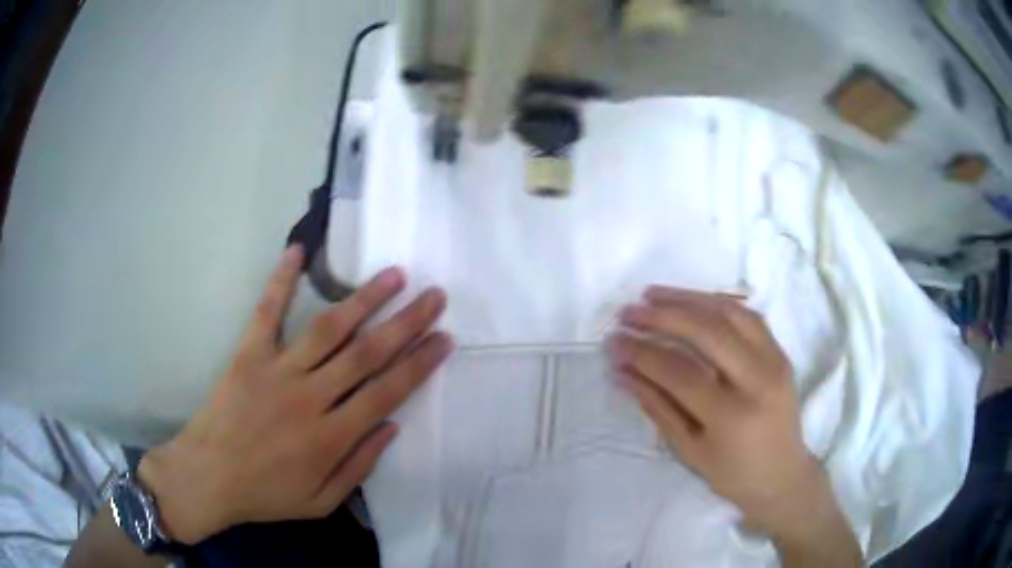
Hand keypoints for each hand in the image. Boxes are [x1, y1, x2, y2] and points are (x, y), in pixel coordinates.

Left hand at [137, 247, 452, 543]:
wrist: (208, 478)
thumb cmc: (266, 494)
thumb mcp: (321, 501)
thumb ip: (360, 466)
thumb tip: (392, 427)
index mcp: (331, 437)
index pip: (387, 392)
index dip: (419, 363)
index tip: (444, 338)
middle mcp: (310, 398)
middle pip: (367, 354)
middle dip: (406, 323)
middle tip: (435, 296)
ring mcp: (277, 371)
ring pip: (329, 329)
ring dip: (364, 299)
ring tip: (394, 274)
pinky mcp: (248, 355)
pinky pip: (266, 312)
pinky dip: (281, 280)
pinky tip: (298, 251)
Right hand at [607, 287, 856, 555]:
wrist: (783, 474)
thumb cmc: (733, 474)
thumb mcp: (689, 450)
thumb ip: (657, 407)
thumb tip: (623, 373)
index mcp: (732, 415)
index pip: (679, 372)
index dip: (642, 353)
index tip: (613, 342)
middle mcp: (757, 380)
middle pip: (707, 332)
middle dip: (662, 316)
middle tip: (629, 311)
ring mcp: (774, 360)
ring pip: (730, 313)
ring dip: (688, 298)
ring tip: (653, 294)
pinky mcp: (780, 352)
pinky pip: (747, 315)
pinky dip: (716, 302)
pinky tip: (693, 301)